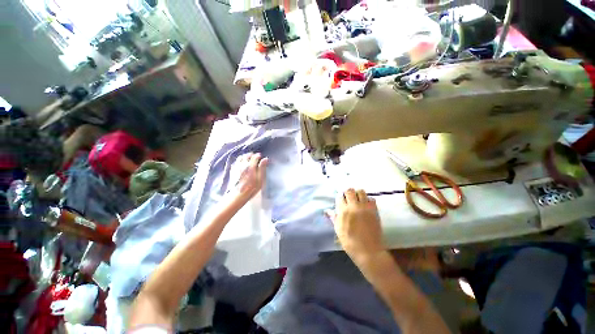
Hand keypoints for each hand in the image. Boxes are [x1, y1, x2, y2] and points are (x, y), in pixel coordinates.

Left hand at [235, 153, 268, 201]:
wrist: (238, 195)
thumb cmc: (252, 188)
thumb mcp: (260, 179)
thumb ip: (262, 168)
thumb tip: (265, 159)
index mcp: (251, 166)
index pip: (255, 156)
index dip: (259, 156)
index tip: (262, 158)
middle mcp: (243, 164)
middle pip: (247, 155)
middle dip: (252, 155)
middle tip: (256, 158)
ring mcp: (237, 167)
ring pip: (241, 157)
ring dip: (245, 156)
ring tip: (249, 160)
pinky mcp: (232, 170)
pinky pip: (236, 161)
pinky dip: (240, 160)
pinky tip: (242, 163)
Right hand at [328, 189, 383, 262]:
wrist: (368, 251)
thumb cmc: (350, 242)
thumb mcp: (338, 230)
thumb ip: (333, 218)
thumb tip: (327, 211)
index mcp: (343, 211)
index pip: (340, 196)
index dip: (339, 196)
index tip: (340, 199)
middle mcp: (354, 206)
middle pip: (350, 190)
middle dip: (348, 192)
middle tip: (348, 197)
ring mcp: (365, 207)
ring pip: (361, 191)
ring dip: (358, 193)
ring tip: (357, 199)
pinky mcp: (374, 211)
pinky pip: (371, 199)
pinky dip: (368, 199)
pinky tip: (366, 205)